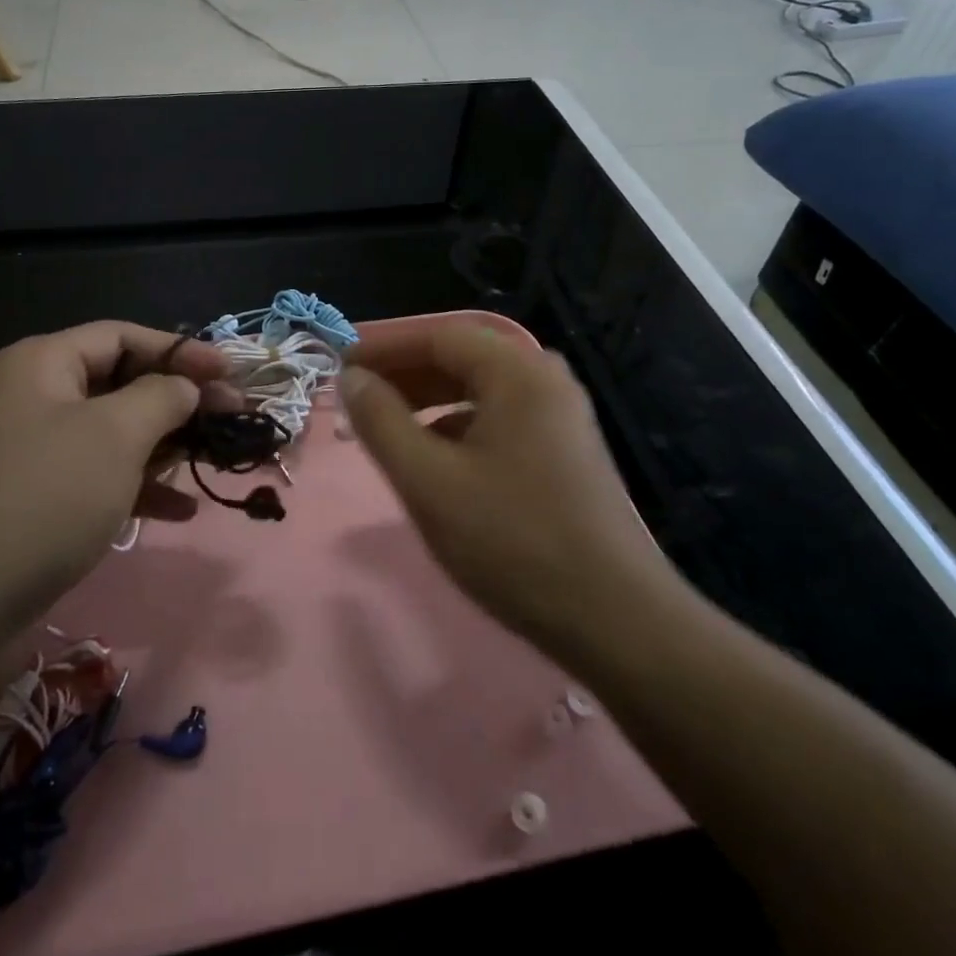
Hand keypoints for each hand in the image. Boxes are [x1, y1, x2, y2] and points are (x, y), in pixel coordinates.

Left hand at [0, 322, 230, 637]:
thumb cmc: (44, 497)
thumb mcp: (115, 435)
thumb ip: (162, 397)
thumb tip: (186, 387)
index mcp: (43, 363)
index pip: (123, 336)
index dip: (181, 350)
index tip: (231, 373)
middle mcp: (35, 397)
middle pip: (121, 383)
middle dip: (179, 401)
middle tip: (232, 417)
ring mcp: (34, 450)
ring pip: (115, 433)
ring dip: (166, 446)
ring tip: (214, 461)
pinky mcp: (38, 498)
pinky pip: (99, 476)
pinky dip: (140, 487)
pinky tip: (182, 511)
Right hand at [341, 321, 672, 665]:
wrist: (615, 619)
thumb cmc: (512, 541)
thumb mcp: (428, 481)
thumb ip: (381, 422)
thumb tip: (352, 378)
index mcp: (518, 372)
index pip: (438, 336)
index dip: (384, 347)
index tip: (339, 367)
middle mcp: (545, 380)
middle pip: (462, 358)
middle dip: (405, 374)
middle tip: (358, 398)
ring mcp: (561, 417)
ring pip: (481, 390)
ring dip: (430, 401)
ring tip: (387, 428)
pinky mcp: (566, 451)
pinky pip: (500, 418)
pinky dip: (459, 426)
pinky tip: (436, 459)